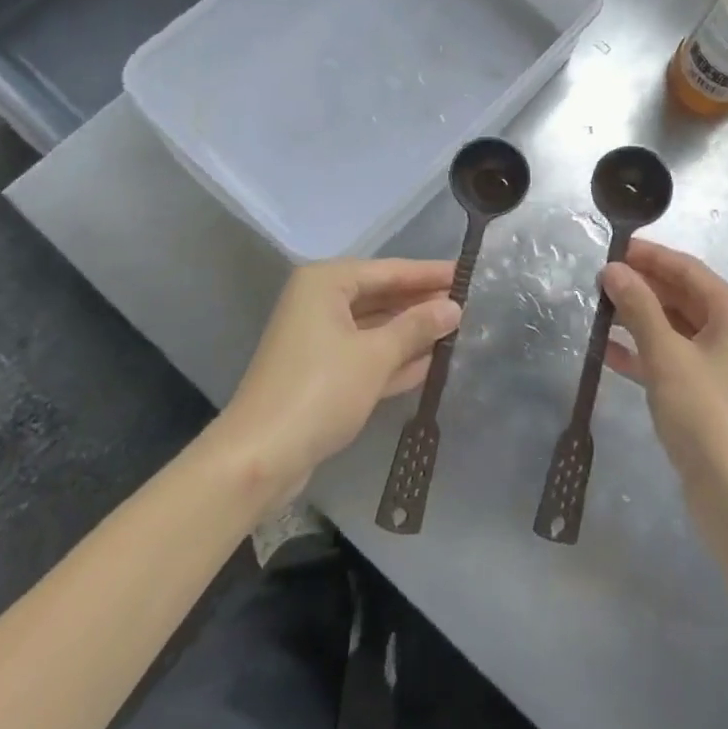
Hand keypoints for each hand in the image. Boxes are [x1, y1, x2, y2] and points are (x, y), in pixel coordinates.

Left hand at [212, 259, 460, 494]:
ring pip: (375, 327)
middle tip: (468, 304)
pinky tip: (431, 363)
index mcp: (326, 283)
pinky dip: (394, 358)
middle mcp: (320, 302)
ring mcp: (318, 339)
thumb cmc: (320, 391)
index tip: (467, 273)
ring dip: (412, 332)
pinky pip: (365, 355)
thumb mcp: (375, 356)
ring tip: (457, 332)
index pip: (390, 270)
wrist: (259, 458)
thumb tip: (454, 308)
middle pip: (382, 296)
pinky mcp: (321, 374)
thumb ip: (417, 327)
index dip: (430, 274)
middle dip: (422, 304)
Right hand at [601, 239, 727, 511]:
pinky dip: (643, 352)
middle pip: (682, 296)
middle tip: (597, 280)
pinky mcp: (706, 394)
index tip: (611, 247)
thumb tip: (613, 269)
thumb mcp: (667, 356)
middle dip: (641, 286)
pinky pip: (671, 359)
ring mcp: (720, 365)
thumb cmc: (707, 415)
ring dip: (638, 318)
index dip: (650, 256)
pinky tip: (607, 352)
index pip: (688, 269)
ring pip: (674, 328)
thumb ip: (639, 308)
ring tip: (596, 310)